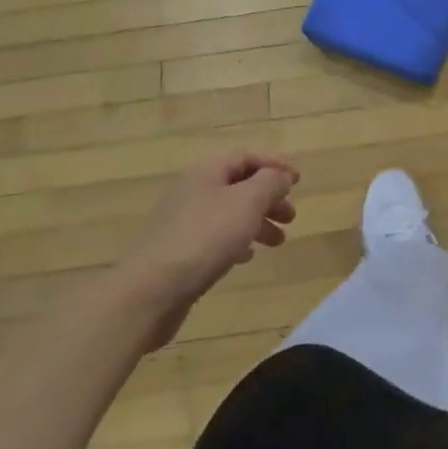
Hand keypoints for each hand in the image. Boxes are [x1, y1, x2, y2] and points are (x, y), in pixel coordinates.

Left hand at [123, 153, 298, 350]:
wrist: (149, 292)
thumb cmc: (204, 238)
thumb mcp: (247, 203)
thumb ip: (270, 183)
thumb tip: (281, 176)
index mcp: (206, 171)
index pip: (247, 157)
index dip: (275, 166)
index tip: (298, 183)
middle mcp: (193, 190)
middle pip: (239, 185)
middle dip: (269, 198)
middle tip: (291, 216)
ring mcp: (183, 222)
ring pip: (229, 213)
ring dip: (257, 222)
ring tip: (278, 241)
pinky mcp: (179, 251)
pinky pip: (215, 237)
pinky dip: (237, 242)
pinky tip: (247, 257)